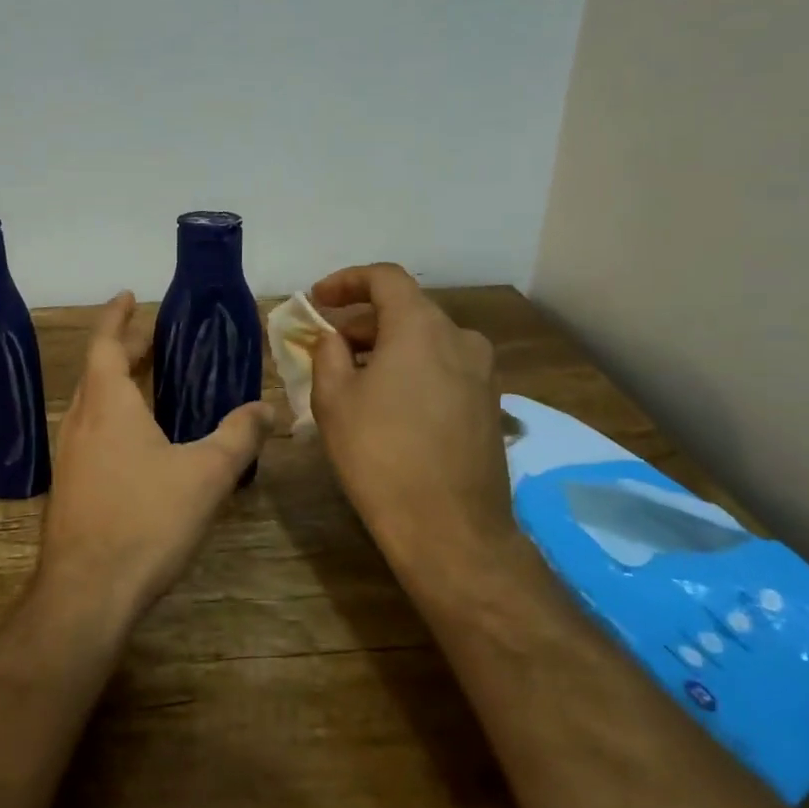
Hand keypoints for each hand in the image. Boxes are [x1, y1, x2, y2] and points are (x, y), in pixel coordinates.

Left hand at [39, 292, 272, 620]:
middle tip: (150, 336)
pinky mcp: (69, 488)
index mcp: (107, 405)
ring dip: (115, 383)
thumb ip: (239, 436)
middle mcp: (81, 422)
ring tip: (145, 381)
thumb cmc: (145, 520)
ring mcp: (69, 457)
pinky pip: (90, 433)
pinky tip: (136, 441)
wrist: (86, 593)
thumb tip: (267, 408)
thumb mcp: (206, 474)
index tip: (129, 296)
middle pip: (98, 370)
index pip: (105, 343)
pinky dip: (112, 416)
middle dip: (123, 348)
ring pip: (92, 404)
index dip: (117, 317)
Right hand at [309, 264, 512, 560]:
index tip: (318, 300)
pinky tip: (390, 404)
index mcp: (421, 326)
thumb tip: (334, 338)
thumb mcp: (334, 400)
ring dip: (388, 348)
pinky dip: (413, 371)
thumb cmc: (381, 455)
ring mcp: (483, 373)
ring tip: (354, 379)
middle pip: (407, 310)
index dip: (347, 281)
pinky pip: (444, 369)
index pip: (385, 278)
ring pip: (427, 342)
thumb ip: (328, 353)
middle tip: (328, 347)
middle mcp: (461, 338)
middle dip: (363, 322)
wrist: (451, 529)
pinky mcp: (490, 405)